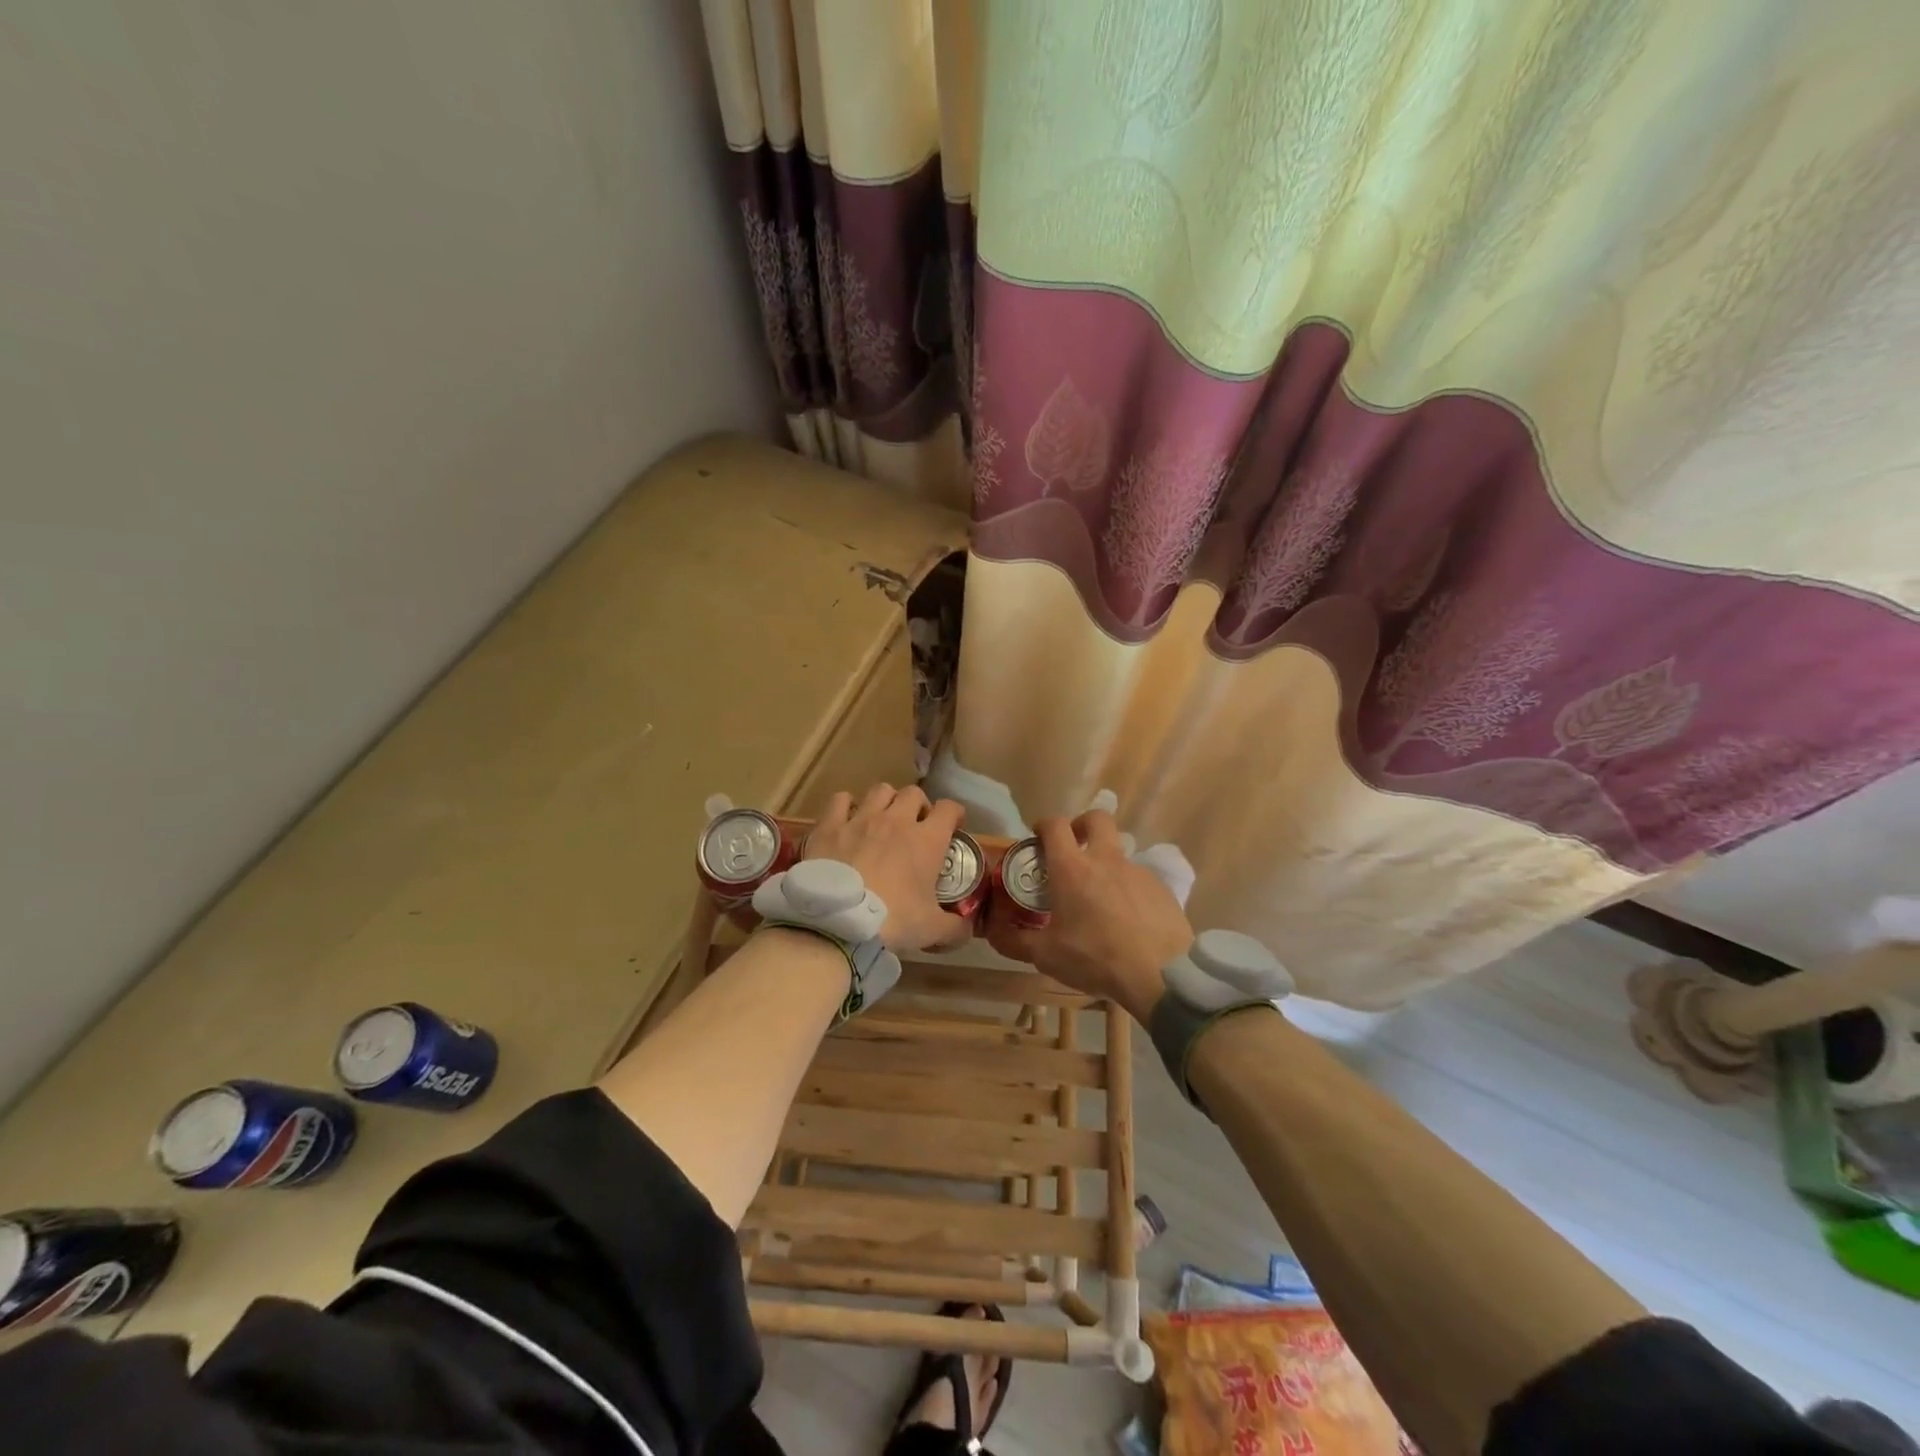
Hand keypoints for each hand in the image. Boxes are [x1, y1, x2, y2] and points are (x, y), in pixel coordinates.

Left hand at [804, 784, 971, 952]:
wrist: (839, 923)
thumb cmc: (893, 921)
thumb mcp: (932, 929)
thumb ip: (955, 927)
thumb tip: (967, 929)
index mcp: (927, 840)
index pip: (949, 809)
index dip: (954, 814)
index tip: (953, 825)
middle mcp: (896, 820)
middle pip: (913, 793)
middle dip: (918, 805)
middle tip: (915, 825)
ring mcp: (861, 819)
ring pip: (880, 790)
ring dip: (886, 801)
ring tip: (881, 819)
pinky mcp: (830, 825)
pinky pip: (840, 799)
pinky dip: (845, 805)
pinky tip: (846, 819)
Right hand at [984, 810, 1191, 1023]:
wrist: (1160, 974)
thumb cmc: (1096, 958)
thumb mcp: (1047, 956)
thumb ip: (1016, 941)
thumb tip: (993, 932)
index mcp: (1073, 868)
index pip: (1056, 826)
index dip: (1044, 825)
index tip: (1038, 835)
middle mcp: (1106, 860)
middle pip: (1096, 818)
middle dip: (1082, 824)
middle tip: (1074, 846)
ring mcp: (1137, 871)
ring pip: (1119, 853)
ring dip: (1106, 864)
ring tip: (1100, 899)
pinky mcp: (1161, 888)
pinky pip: (1139, 879)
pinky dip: (1128, 890)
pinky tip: (1127, 920)